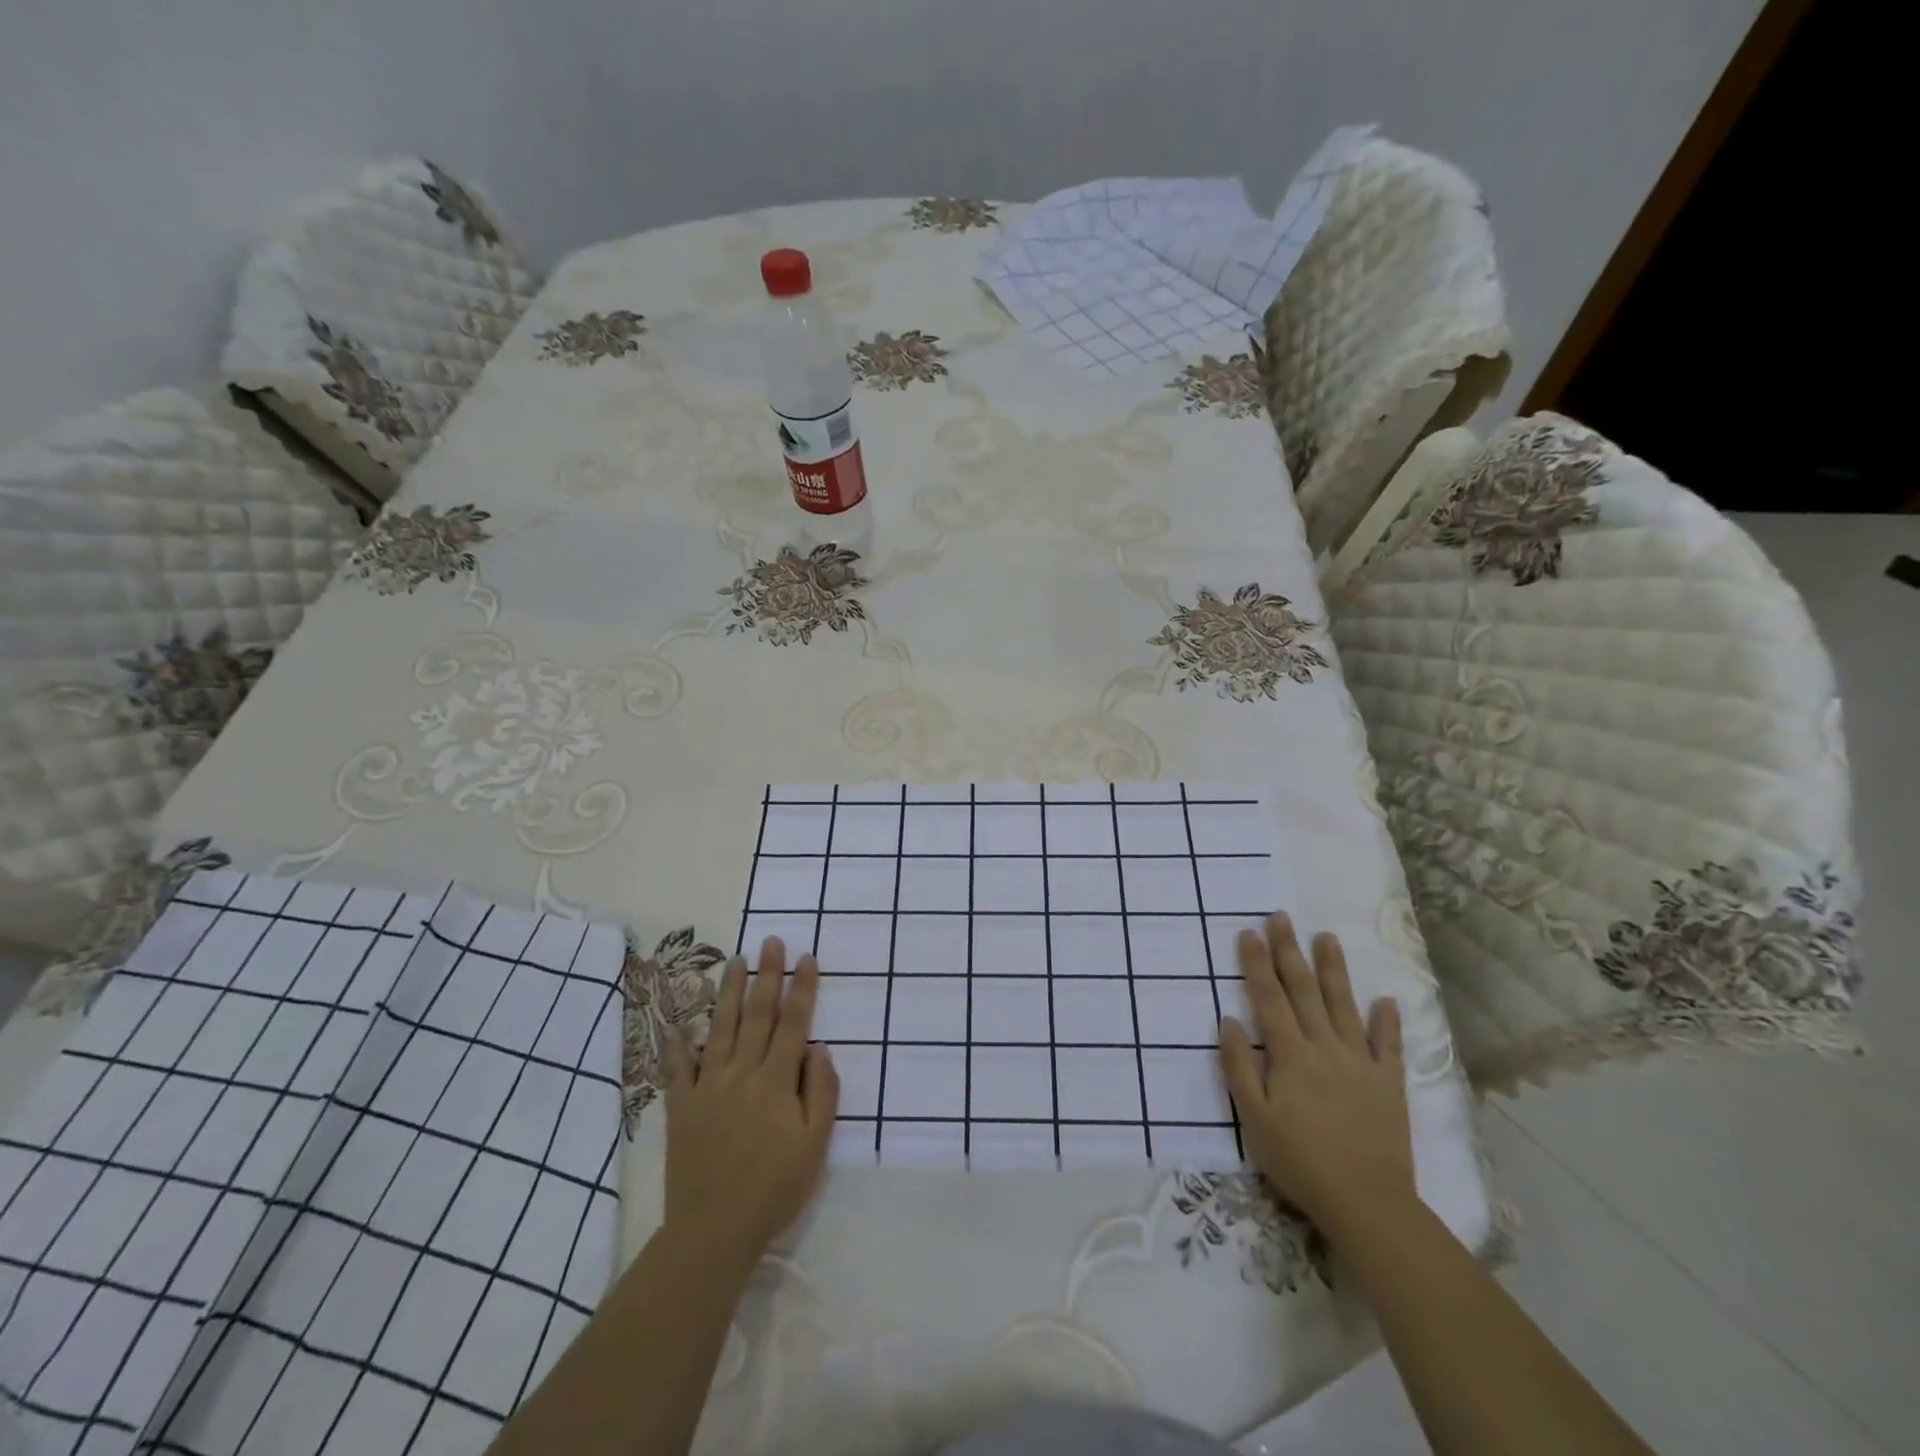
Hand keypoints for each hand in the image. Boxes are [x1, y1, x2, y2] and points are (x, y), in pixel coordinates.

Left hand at [663, 937, 838, 1272]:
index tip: (806, 957)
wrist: (714, 1231)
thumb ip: (822, 1092)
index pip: (793, 1022)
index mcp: (776, 1081)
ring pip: (721, 1028)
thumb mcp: (815, 1145)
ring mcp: (708, 1086)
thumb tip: (819, 1048)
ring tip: (736, 960)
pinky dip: (677, 1043)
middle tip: (771, 941)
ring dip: (730, 992)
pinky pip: (677, 1068)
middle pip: (758, 1014)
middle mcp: (742, 1073)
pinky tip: (678, 1022)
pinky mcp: (681, 1106)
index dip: (801, 988)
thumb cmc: (774, 1189)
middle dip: (767, 975)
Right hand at [1219, 914, 1415, 1240]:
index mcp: (1290, 1055)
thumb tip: (1228, 1020)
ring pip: (1344, 1005)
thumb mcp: (1254, 1119)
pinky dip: (1388, 1021)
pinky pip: (1389, 1045)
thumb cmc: (1300, 1161)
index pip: (1269, 997)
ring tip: (1326, 937)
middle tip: (1281, 917)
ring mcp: (1360, 1062)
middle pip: (1304, 990)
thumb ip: (1239, 1067)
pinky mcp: (1388, 1083)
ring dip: (1333, 969)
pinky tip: (1385, 999)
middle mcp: (1325, 1047)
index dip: (1256, 963)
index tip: (1248, 932)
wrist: (1367, 1203)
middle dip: (1289, 951)